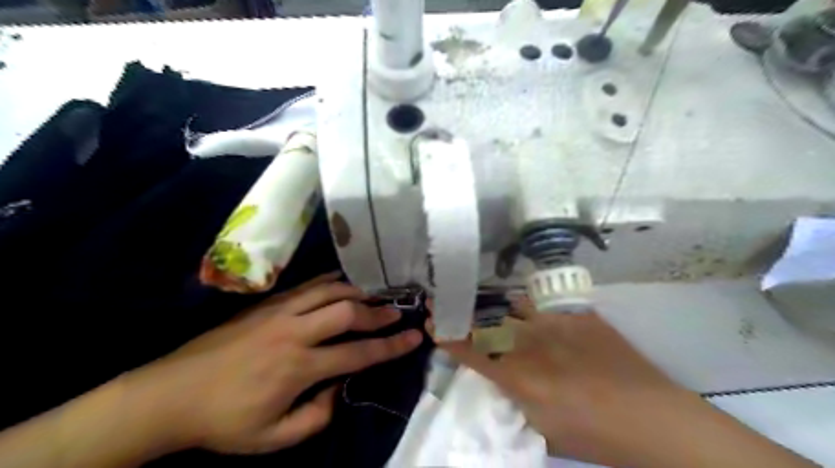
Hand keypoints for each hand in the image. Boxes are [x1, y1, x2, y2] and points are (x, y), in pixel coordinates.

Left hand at [123, 271, 424, 455]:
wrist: (171, 394)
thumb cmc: (223, 420)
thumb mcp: (272, 438)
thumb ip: (316, 417)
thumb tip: (340, 389)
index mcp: (298, 367)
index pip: (358, 353)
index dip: (390, 346)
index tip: (414, 337)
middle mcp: (294, 332)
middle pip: (347, 312)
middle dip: (378, 312)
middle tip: (398, 311)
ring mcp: (279, 312)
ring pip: (329, 291)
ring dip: (357, 291)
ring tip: (376, 293)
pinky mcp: (267, 303)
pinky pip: (307, 285)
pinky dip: (330, 281)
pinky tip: (342, 282)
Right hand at [437, 302, 817, 467]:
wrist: (656, 420)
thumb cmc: (597, 438)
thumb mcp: (543, 430)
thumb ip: (516, 399)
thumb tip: (502, 376)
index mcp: (521, 378)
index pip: (471, 351)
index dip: (448, 335)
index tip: (433, 322)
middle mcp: (533, 345)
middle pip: (486, 321)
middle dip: (460, 310)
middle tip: (445, 300)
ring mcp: (557, 324)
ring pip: (513, 305)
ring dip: (494, 305)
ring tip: (484, 304)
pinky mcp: (580, 315)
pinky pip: (544, 306)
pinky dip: (529, 309)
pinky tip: (530, 312)